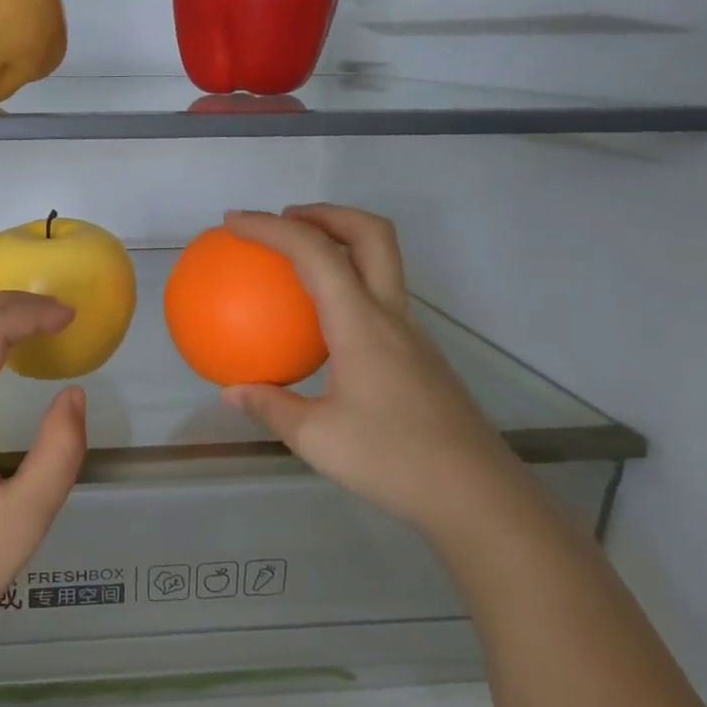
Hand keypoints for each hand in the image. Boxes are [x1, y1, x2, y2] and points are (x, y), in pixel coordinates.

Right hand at [220, 206, 522, 531]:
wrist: (476, 494)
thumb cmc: (393, 460)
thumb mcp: (315, 438)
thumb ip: (269, 407)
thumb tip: (230, 392)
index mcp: (361, 325)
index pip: (314, 254)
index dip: (271, 228)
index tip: (234, 221)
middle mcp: (390, 316)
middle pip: (371, 234)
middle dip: (326, 212)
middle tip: (286, 218)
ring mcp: (411, 334)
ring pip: (382, 263)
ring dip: (342, 243)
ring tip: (298, 260)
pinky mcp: (419, 355)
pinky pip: (379, 299)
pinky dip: (348, 285)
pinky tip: (321, 326)